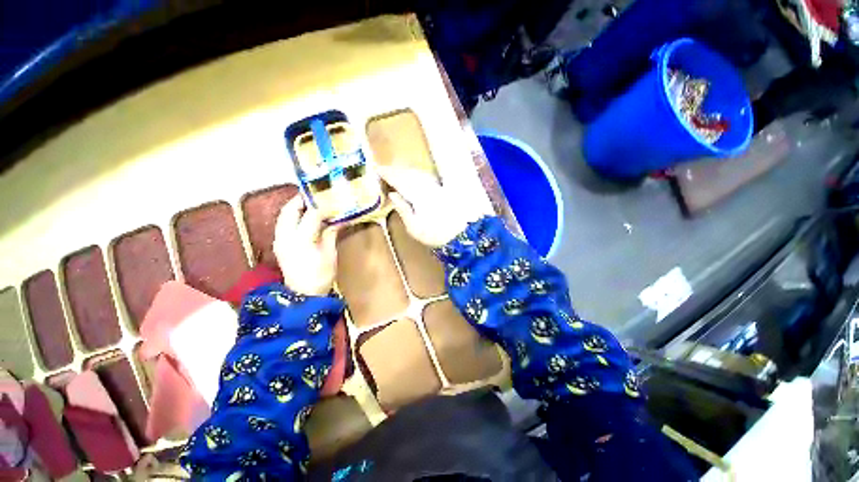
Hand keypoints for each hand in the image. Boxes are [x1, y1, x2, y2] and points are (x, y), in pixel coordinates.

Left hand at [273, 196, 339, 295]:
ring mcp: (279, 241)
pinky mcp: (279, 245)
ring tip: (308, 202)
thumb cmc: (321, 275)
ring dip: (294, 207)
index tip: (332, 202)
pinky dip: (291, 216)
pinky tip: (301, 217)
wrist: (303, 295)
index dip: (323, 207)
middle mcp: (286, 237)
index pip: (311, 215)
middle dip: (301, 200)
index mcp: (302, 239)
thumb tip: (339, 220)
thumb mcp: (330, 254)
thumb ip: (331, 233)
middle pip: (290, 210)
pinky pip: (282, 224)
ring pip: (283, 216)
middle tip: (314, 195)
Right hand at [379, 167, 483, 247]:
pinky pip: (426, 177)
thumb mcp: (414, 228)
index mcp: (418, 195)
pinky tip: (414, 177)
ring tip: (396, 172)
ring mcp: (437, 187)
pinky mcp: (443, 189)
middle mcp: (427, 187)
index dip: (388, 174)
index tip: (378, 169)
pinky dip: (417, 175)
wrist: (462, 235)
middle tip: (384, 170)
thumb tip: (392, 195)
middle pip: (409, 174)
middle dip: (396, 170)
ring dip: (406, 171)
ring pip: (418, 174)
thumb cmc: (435, 235)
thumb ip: (403, 209)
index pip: (400, 180)